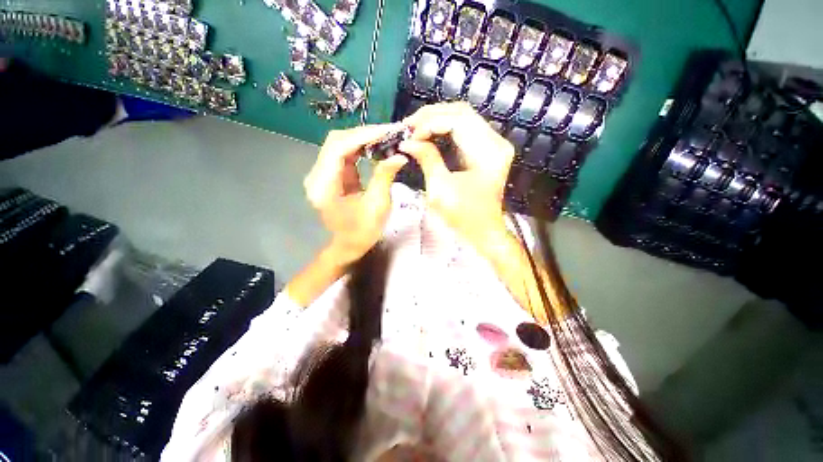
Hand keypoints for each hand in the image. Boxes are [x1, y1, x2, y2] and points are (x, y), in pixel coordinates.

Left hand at [304, 125, 407, 264]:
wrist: (348, 245)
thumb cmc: (362, 232)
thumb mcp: (377, 206)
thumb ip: (384, 177)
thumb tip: (400, 155)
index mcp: (324, 186)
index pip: (339, 148)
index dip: (364, 135)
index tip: (388, 130)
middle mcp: (316, 176)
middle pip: (336, 141)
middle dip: (364, 134)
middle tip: (389, 132)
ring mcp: (320, 174)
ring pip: (339, 144)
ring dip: (362, 138)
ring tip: (385, 137)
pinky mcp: (328, 175)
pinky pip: (342, 154)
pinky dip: (359, 147)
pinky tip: (375, 146)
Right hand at [400, 102, 514, 252]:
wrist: (483, 231)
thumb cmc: (463, 216)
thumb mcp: (440, 189)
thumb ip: (427, 159)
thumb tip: (408, 142)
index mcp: (489, 152)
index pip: (459, 120)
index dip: (431, 123)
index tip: (410, 135)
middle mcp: (496, 142)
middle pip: (462, 113)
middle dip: (432, 116)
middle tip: (409, 126)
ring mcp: (493, 145)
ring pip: (463, 118)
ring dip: (437, 120)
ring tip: (416, 128)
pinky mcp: (487, 151)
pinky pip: (464, 131)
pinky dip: (444, 130)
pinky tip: (429, 134)